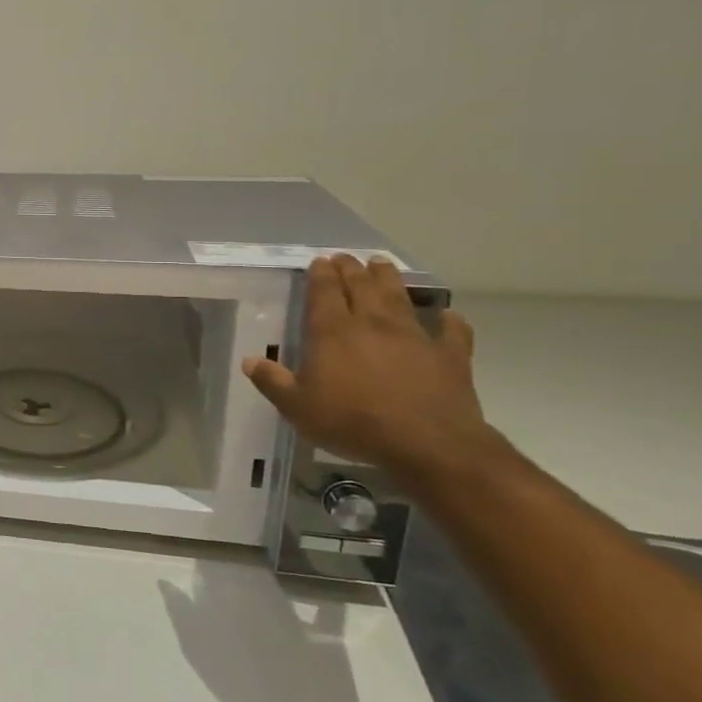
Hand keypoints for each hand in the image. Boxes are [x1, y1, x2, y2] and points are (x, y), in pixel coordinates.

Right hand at [241, 255, 495, 480]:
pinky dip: (449, 321)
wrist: (427, 444)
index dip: (320, 274)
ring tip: (381, 264)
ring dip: (389, 278)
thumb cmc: (352, 422)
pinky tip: (448, 316)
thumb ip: (272, 381)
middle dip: (351, 268)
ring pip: (400, 297)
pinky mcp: (450, 355)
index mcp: (333, 331)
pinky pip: (452, 331)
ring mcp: (415, 336)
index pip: (324, 291)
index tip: (319, 261)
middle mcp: (372, 323)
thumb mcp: (297, 407)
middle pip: (361, 286)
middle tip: (346, 257)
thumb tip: (249, 360)